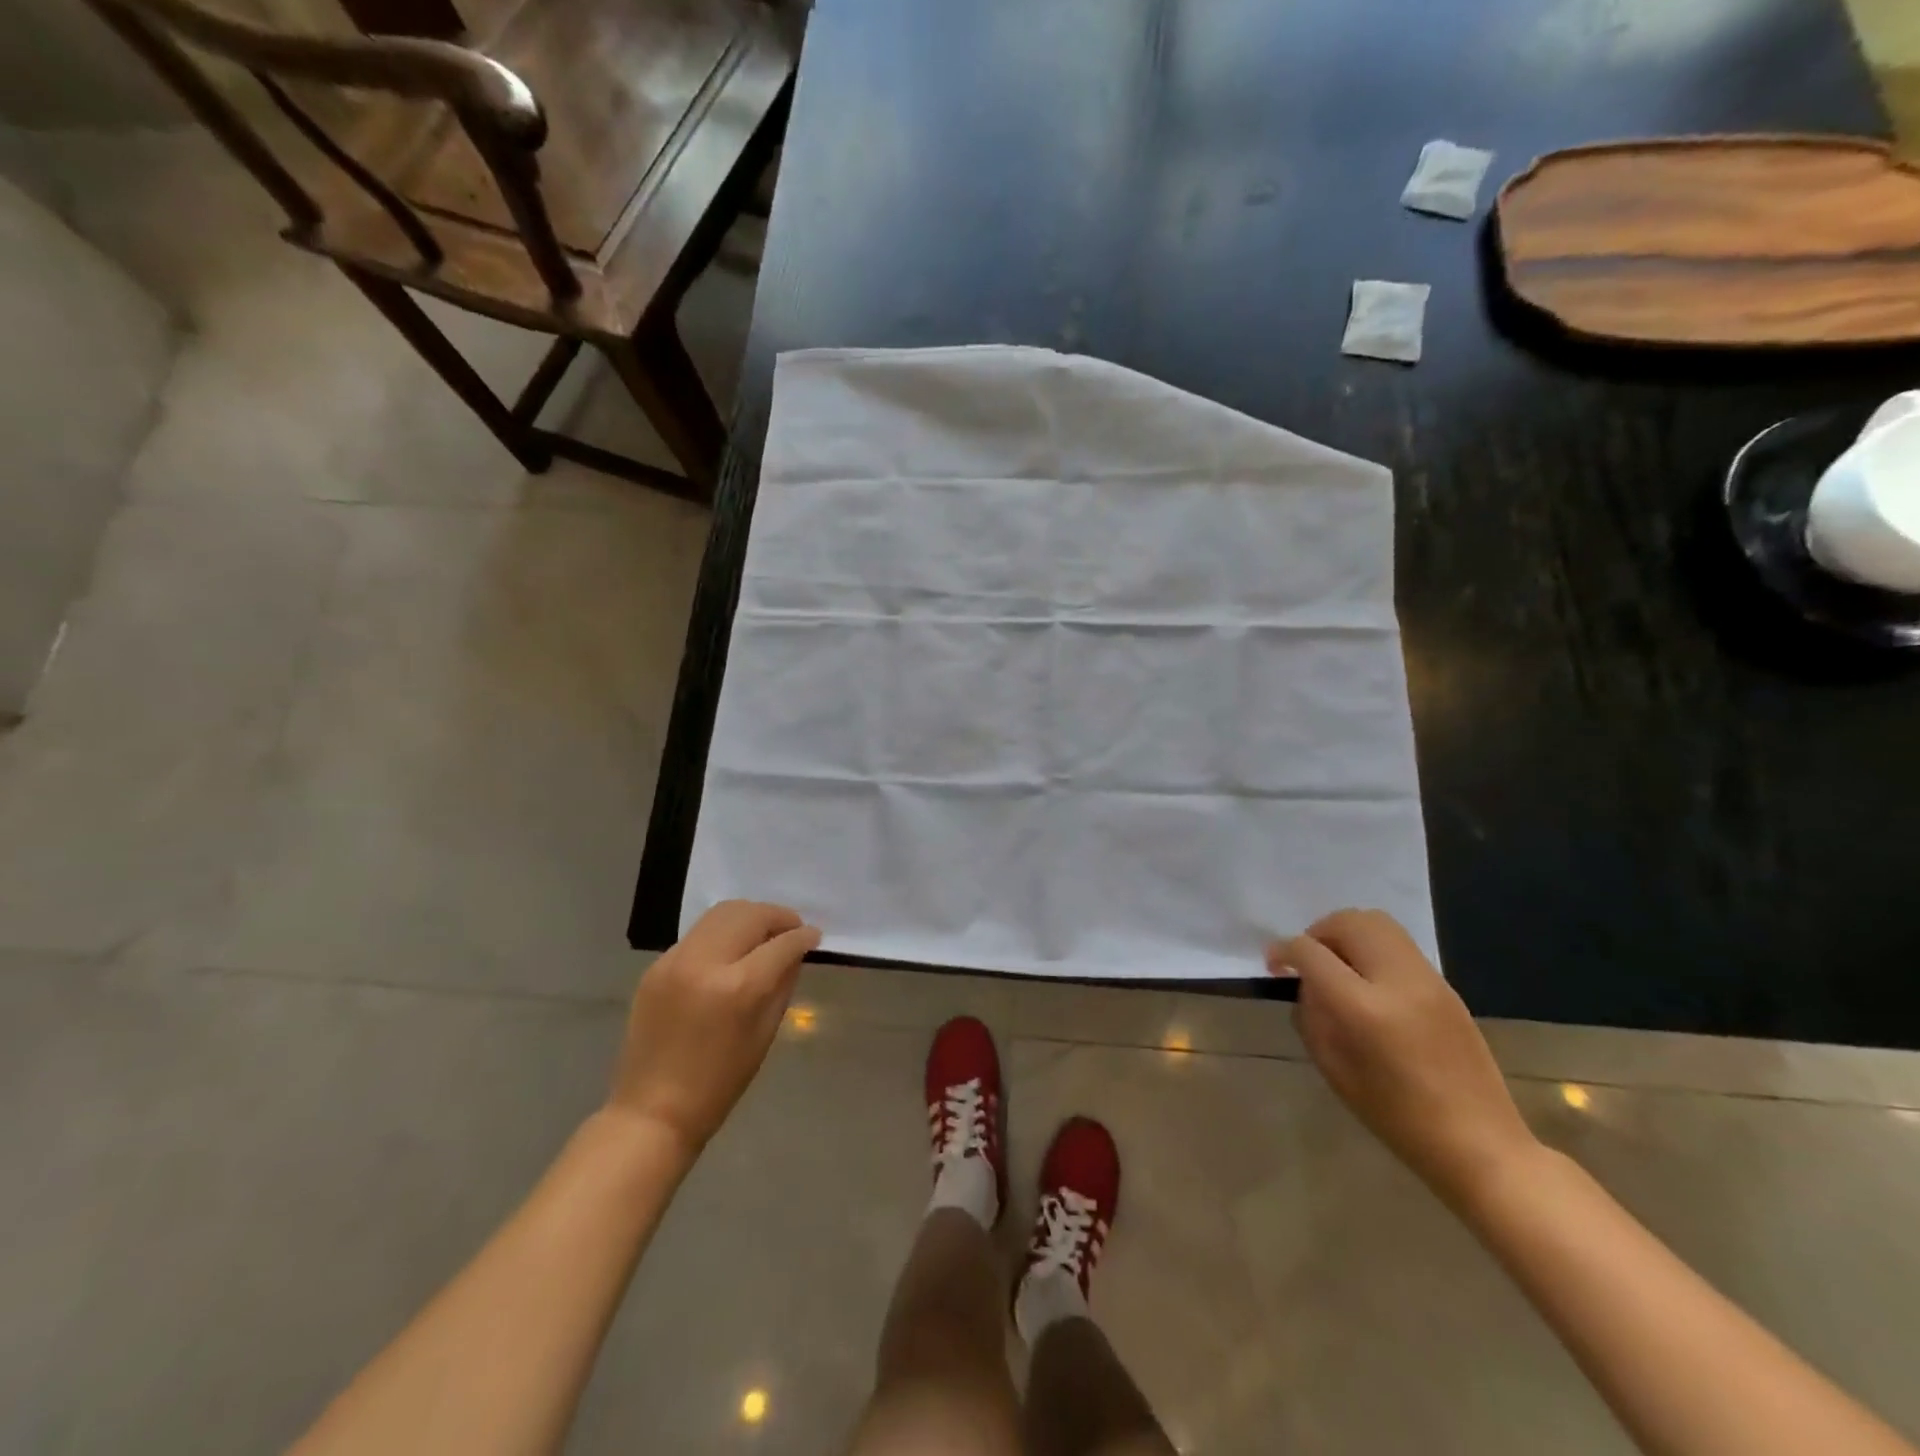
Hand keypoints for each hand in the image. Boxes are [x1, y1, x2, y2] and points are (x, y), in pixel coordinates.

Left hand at [608, 901, 820, 1155]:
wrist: (653, 1111)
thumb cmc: (720, 1082)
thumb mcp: (765, 1033)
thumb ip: (783, 983)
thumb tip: (795, 951)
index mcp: (739, 988)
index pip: (782, 943)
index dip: (803, 936)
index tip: (814, 936)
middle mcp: (705, 963)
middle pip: (749, 914)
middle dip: (777, 916)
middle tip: (790, 930)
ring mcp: (675, 961)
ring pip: (721, 913)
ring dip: (749, 917)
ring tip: (762, 933)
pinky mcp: (656, 966)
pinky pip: (698, 934)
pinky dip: (722, 934)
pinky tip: (730, 952)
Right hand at [1270, 909, 1538, 1204]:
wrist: (1480, 1144)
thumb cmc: (1396, 1117)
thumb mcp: (1334, 1070)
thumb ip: (1312, 1017)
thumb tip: (1306, 984)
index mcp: (1363, 1009)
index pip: (1312, 953)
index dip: (1284, 951)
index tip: (1274, 964)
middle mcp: (1397, 982)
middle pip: (1348, 922)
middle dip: (1318, 932)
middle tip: (1309, 960)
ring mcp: (1427, 980)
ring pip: (1377, 922)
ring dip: (1347, 933)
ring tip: (1338, 964)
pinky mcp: (1446, 985)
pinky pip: (1398, 945)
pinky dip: (1372, 948)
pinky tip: (1369, 981)